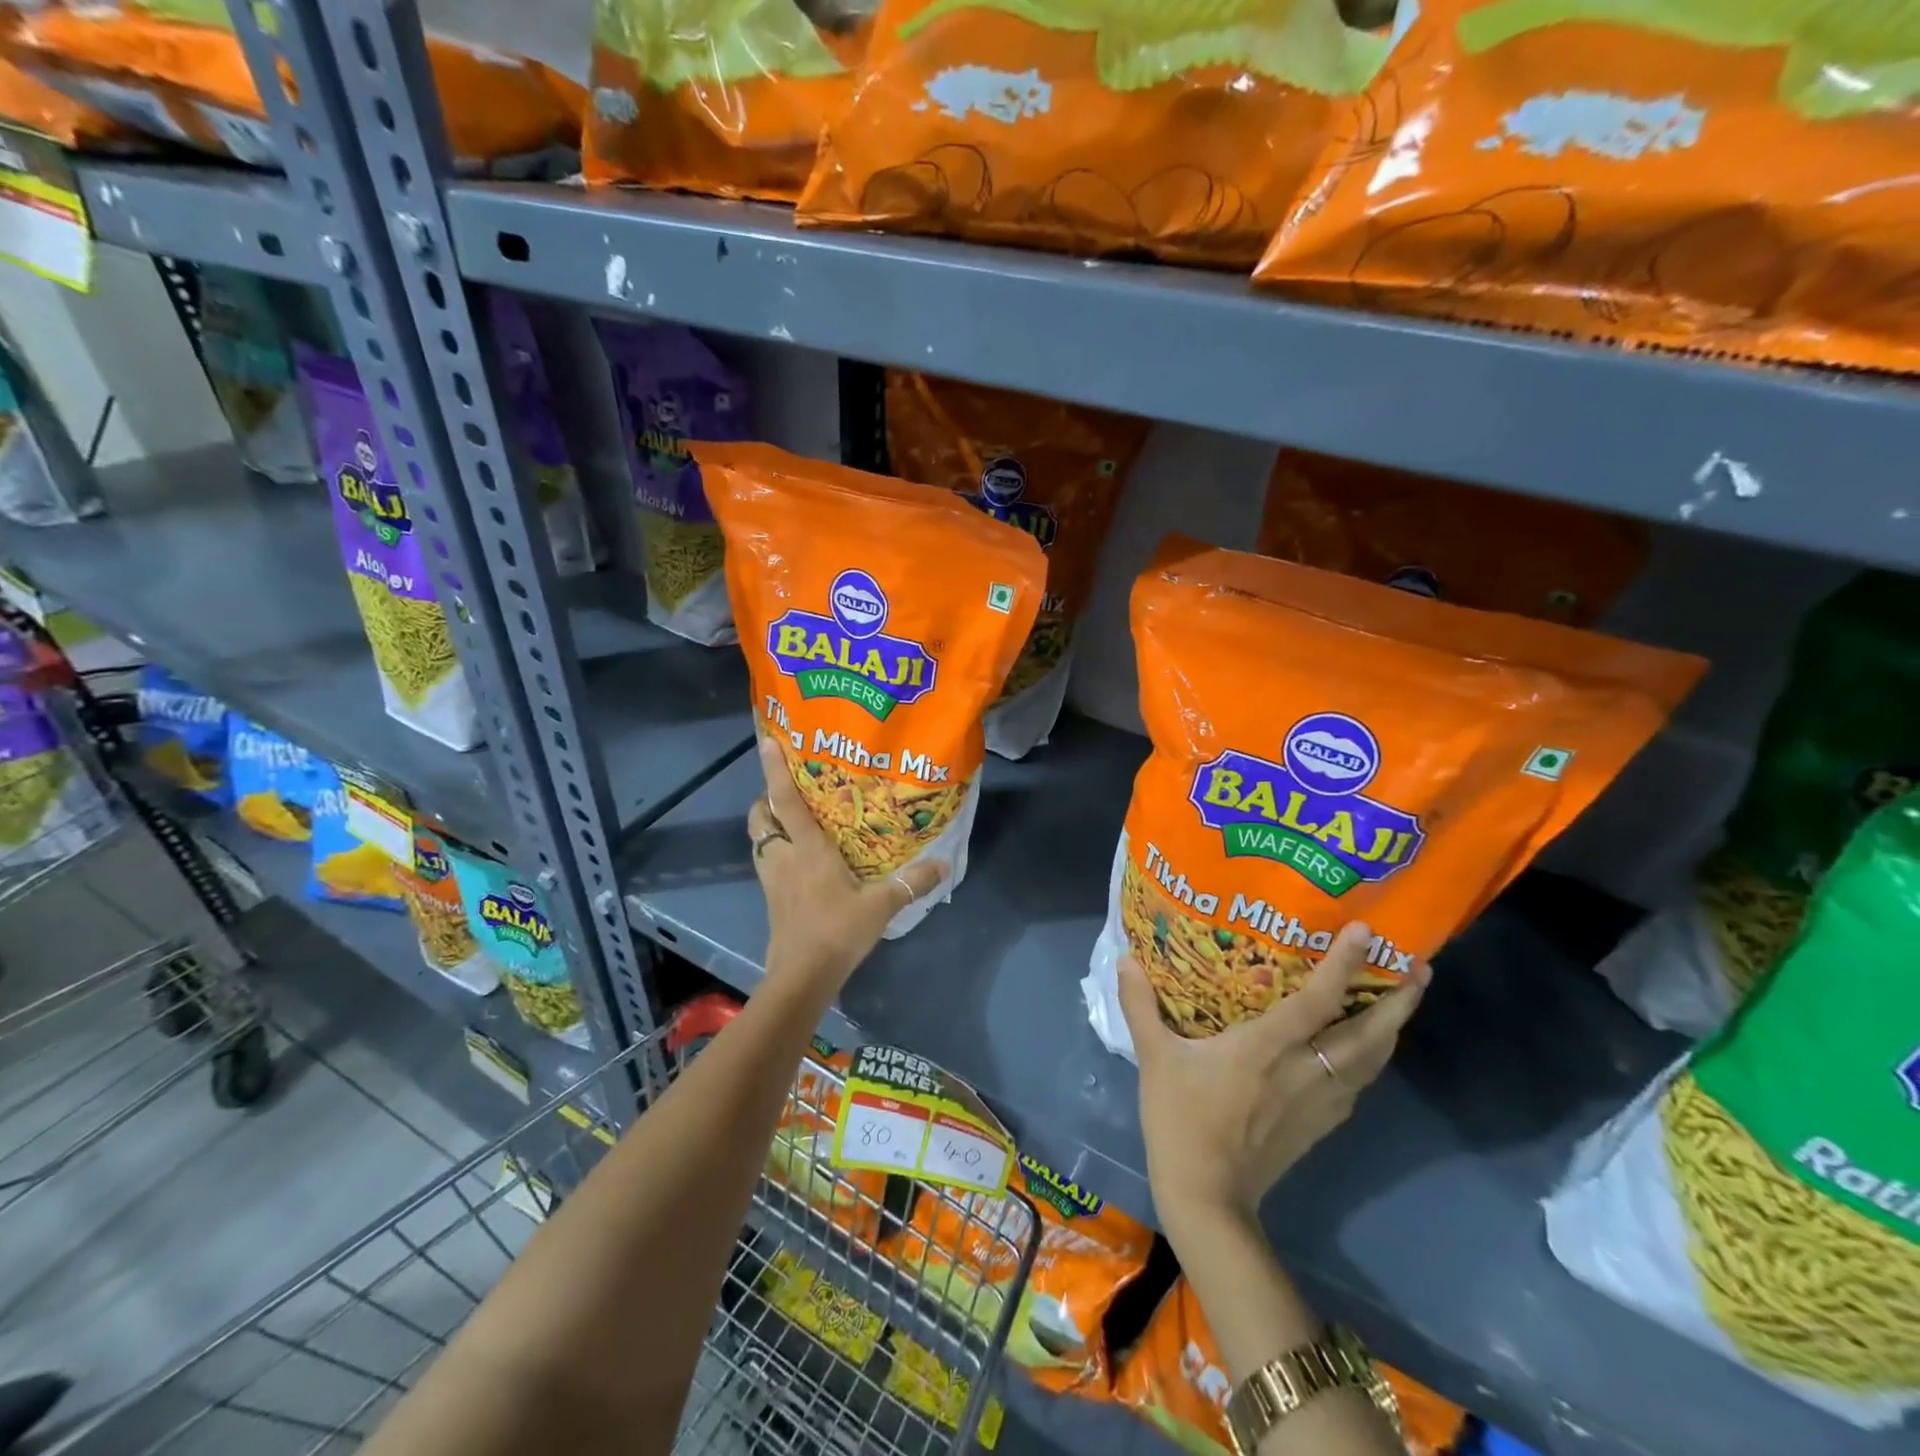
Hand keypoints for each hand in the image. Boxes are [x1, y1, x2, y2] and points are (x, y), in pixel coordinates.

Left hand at [747, 737, 945, 994]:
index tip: (768, 742)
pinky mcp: (771, 898)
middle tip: (789, 792)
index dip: (775, 771)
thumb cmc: (838, 931)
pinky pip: (766, 862)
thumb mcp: (881, 906)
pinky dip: (775, 852)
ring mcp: (772, 879)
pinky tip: (797, 860)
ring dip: (768, 826)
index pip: (786, 801)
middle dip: (767, 799)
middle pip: (761, 817)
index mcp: (807, 849)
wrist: (802, 976)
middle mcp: (783, 857)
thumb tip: (943, 866)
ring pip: (759, 840)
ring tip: (792, 821)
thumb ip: (911, 883)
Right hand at [1117, 922, 1428, 1236]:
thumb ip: (1141, 1006)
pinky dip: (1370, 1060)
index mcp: (1268, 1048)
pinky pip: (1357, 1085)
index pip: (1318, 1000)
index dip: (1345, 965)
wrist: (1207, 1196)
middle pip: (1369, 1036)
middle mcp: (1305, 1071)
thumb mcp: (1155, 1058)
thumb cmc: (1180, 1119)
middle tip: (1420, 967)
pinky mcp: (1319, 1126)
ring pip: (1371, 1063)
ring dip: (1392, 1030)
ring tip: (1401, 1002)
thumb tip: (1125, 960)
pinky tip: (1362, 1053)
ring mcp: (1319, 1102)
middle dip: (1400, 1002)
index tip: (1368, 931)